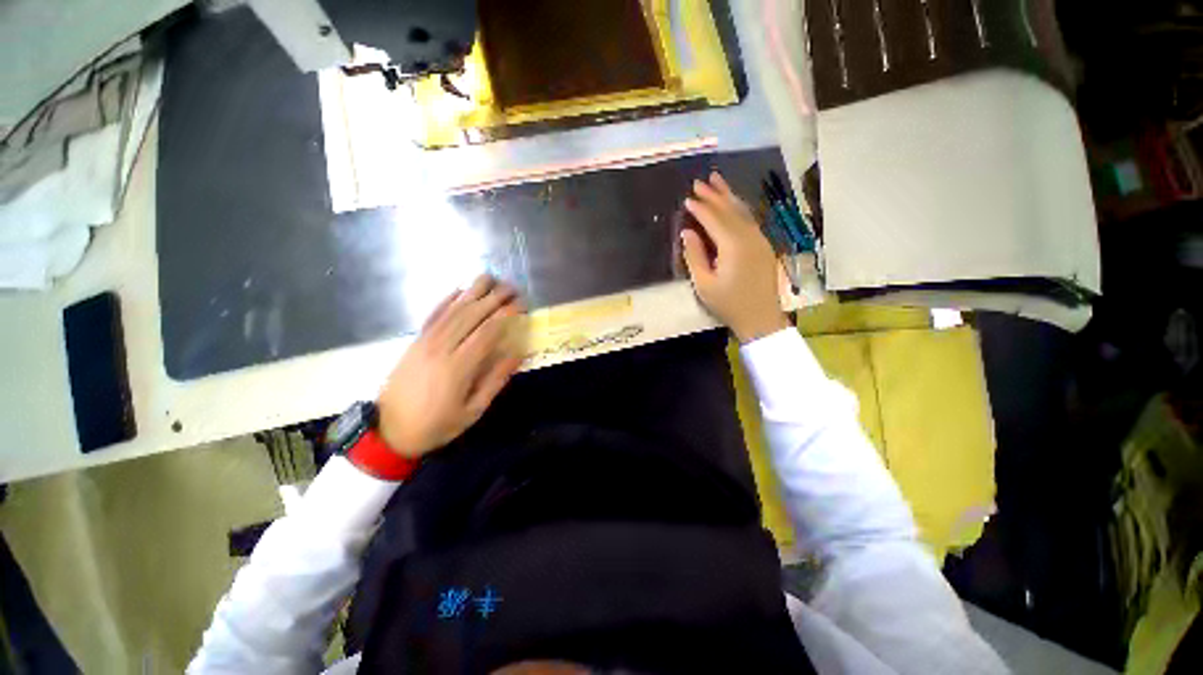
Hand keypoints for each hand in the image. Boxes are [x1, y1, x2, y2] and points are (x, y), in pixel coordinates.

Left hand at [377, 275, 525, 458]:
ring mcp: (425, 342)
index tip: (521, 305)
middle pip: (471, 315)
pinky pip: (432, 316)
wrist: (389, 431)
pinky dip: (445, 301)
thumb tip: (517, 354)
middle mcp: (442, 348)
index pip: (487, 332)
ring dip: (472, 292)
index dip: (505, 315)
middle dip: (494, 298)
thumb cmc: (437, 424)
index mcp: (459, 367)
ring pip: (452, 310)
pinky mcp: (415, 342)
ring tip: (489, 277)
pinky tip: (458, 290)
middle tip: (512, 287)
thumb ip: (495, 381)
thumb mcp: (473, 410)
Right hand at [681, 172, 788, 342]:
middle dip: (714, 195)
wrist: (760, 318)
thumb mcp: (704, 284)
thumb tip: (687, 231)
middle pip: (729, 210)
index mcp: (733, 246)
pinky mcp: (763, 245)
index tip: (687, 198)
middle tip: (699, 181)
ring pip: (742, 211)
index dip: (700, 207)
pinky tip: (732, 203)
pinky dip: (738, 208)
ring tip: (717, 180)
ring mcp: (759, 239)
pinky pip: (749, 219)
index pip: (714, 219)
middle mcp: (749, 236)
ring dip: (728, 196)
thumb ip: (695, 255)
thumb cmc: (728, 304)